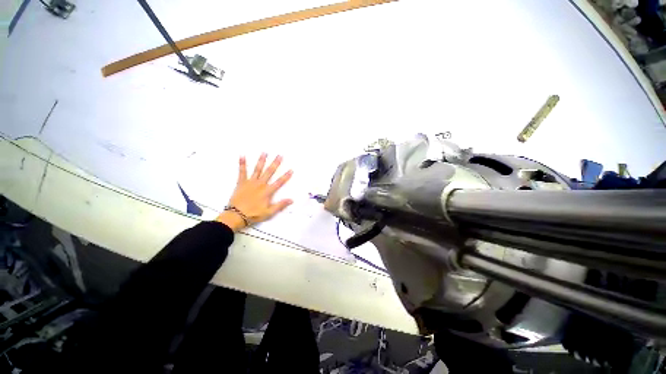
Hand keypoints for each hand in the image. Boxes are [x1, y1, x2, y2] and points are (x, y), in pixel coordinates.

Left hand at [216, 153, 293, 230]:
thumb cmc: (254, 214)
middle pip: (269, 172)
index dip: (286, 176)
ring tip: (264, 152)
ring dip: (261, 161)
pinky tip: (242, 156)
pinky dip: (242, 164)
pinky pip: (242, 172)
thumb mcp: (269, 212)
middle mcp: (260, 184)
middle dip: (275, 163)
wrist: (236, 215)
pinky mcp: (241, 182)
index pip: (279, 182)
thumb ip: (280, 205)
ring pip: (257, 169)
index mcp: (267, 191)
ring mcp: (250, 182)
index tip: (291, 170)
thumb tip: (291, 200)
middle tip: (279, 155)